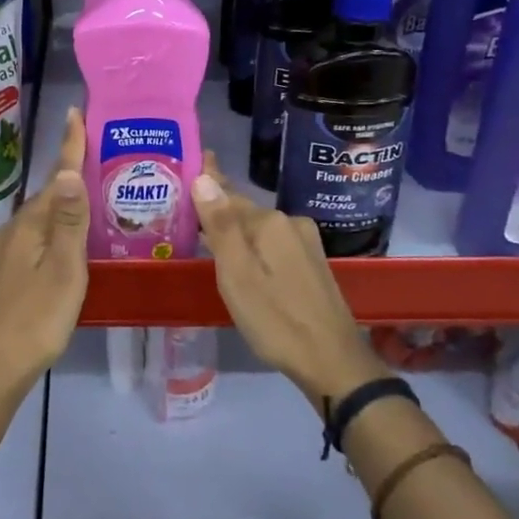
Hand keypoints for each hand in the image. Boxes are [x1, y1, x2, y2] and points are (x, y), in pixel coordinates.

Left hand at [0, 107, 88, 387]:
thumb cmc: (36, 319)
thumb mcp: (63, 271)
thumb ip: (69, 223)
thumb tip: (70, 171)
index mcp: (29, 225)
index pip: (56, 177)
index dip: (69, 146)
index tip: (76, 112)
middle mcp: (13, 230)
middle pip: (48, 196)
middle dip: (71, 174)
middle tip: (100, 157)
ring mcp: (5, 252)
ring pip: (41, 218)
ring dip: (64, 204)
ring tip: (92, 198)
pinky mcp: (5, 272)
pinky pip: (35, 237)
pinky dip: (54, 228)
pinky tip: (67, 241)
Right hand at [190, 152, 382, 405]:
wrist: (333, 362)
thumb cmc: (276, 319)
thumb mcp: (237, 274)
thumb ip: (220, 226)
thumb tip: (203, 177)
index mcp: (270, 222)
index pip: (228, 194)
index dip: (208, 180)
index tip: (197, 156)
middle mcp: (290, 224)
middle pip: (243, 212)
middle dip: (217, 209)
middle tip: (186, 207)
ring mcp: (305, 244)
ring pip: (258, 229)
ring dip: (234, 229)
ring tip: (206, 231)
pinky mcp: (312, 264)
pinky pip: (271, 244)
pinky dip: (251, 245)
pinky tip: (240, 256)